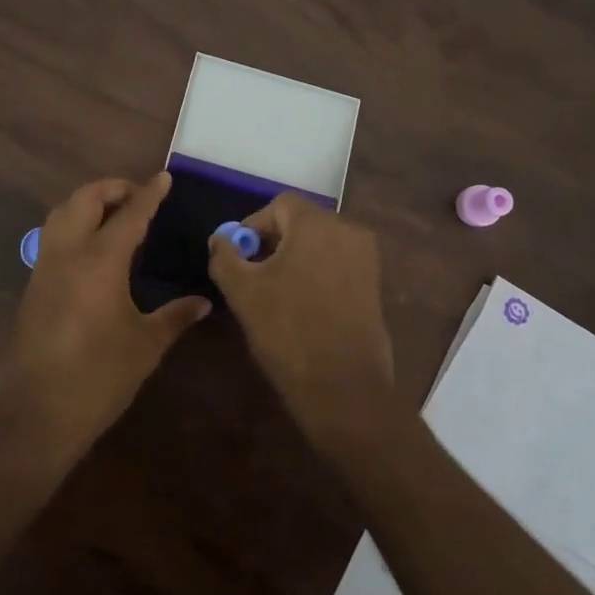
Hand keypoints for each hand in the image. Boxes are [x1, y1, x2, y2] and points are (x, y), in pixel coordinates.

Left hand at [5, 173, 210, 455]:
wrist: (40, 411)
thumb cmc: (100, 376)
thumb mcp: (147, 345)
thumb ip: (175, 316)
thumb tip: (203, 302)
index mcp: (101, 261)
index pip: (130, 214)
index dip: (149, 194)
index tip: (164, 178)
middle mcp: (69, 253)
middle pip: (85, 199)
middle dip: (112, 188)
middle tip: (138, 196)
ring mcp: (45, 266)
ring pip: (62, 212)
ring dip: (88, 202)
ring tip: (114, 214)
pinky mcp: (34, 284)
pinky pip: (53, 236)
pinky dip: (74, 224)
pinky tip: (92, 247)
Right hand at [208, 194, 397, 449]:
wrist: (343, 388)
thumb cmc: (288, 331)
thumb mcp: (243, 292)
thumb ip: (225, 256)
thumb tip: (220, 239)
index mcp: (318, 225)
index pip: (279, 205)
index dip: (252, 225)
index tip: (238, 255)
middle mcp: (348, 232)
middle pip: (302, 222)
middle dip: (273, 241)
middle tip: (251, 273)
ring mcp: (366, 259)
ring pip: (319, 244)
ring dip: (293, 258)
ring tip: (273, 292)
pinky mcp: (373, 285)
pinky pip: (336, 264)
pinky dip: (315, 273)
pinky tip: (300, 305)